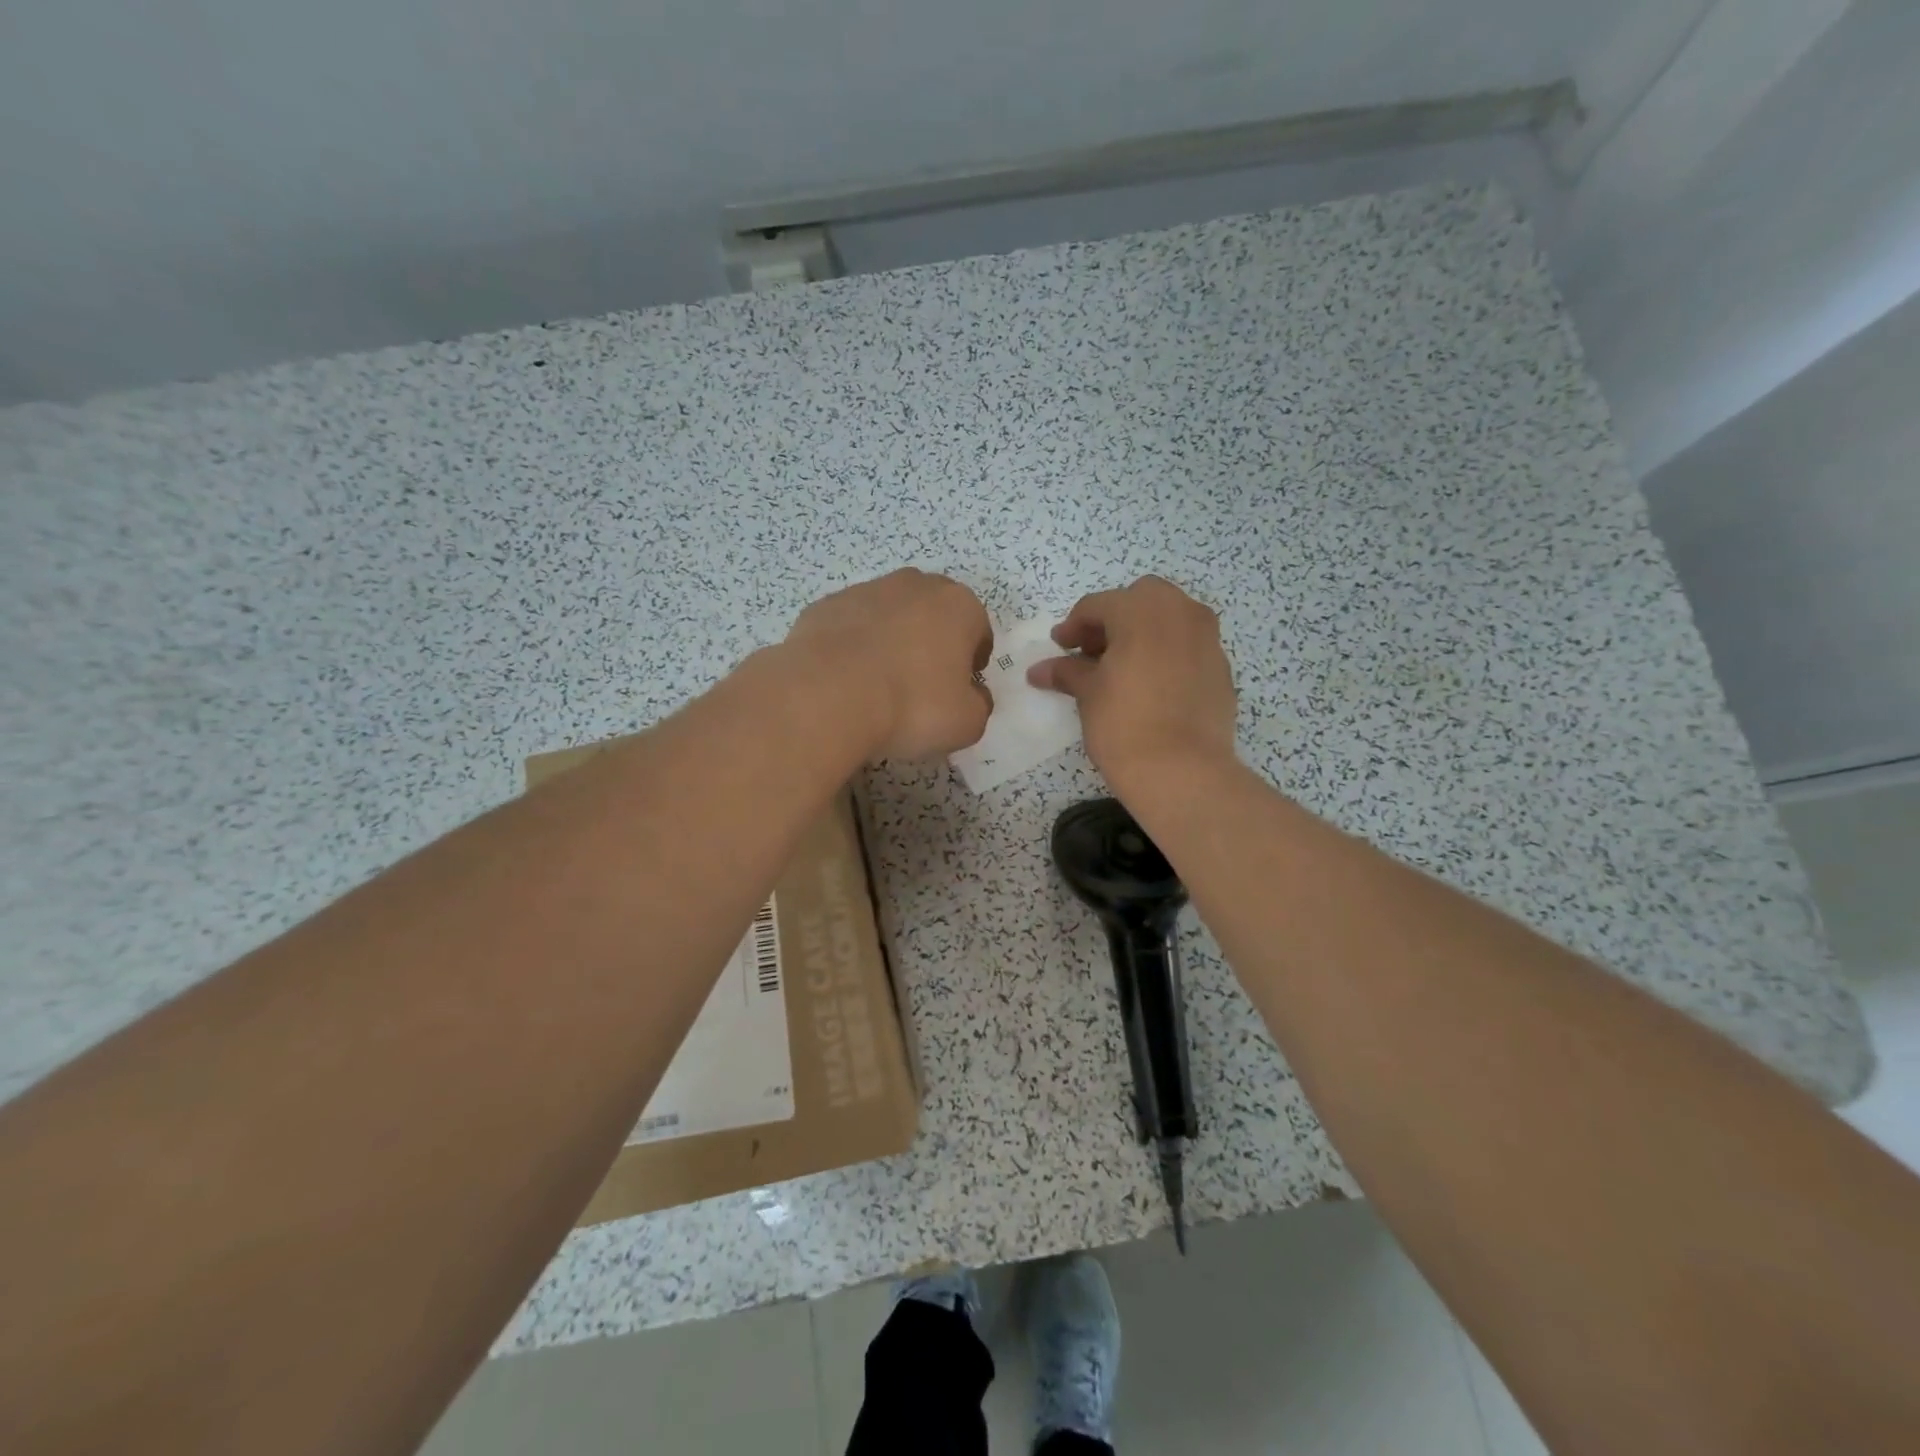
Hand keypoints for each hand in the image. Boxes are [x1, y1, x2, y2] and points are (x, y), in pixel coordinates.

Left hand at [785, 569, 992, 759]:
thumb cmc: (912, 706)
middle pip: (934, 613)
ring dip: (891, 640)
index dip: (973, 661)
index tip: (961, 687)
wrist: (828, 697)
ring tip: (880, 683)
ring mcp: (865, 591)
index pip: (978, 629)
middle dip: (933, 641)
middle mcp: (915, 586)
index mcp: (958, 606)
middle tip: (923, 684)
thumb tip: (974, 696)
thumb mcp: (967, 723)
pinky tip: (846, 680)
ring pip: (890, 615)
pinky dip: (853, 646)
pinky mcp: (825, 605)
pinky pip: (850, 626)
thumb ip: (979, 705)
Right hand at [1027, 576, 1236, 786]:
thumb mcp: (1088, 694)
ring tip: (1122, 668)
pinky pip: (1189, 647)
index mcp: (1143, 610)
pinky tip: (1151, 686)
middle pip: (1141, 599)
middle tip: (1093, 651)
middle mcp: (1181, 613)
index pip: (1098, 605)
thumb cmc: (1124, 724)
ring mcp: (1208, 639)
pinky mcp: (1222, 669)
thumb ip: (1067, 672)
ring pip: (1171, 619)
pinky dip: (1167, 654)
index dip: (1073, 626)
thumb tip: (1039, 671)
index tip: (1059, 647)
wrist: (1182, 771)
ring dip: (1144, 633)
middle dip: (1114, 619)